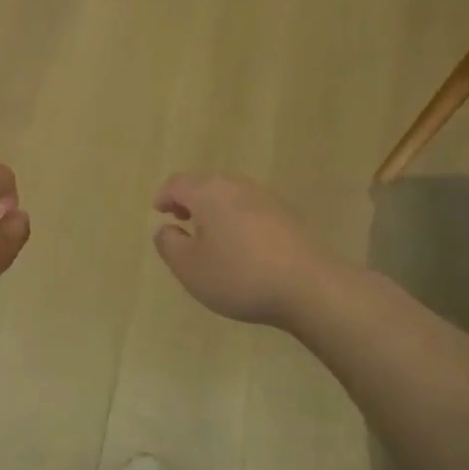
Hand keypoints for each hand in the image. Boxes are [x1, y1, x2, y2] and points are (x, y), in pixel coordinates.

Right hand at [153, 172, 332, 327]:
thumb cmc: (239, 275)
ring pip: (230, 195)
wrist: (309, 286)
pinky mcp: (287, 215)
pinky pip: (251, 208)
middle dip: (189, 199)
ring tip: (209, 235)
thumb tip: (166, 229)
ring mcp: (266, 198)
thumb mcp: (189, 268)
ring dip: (214, 209)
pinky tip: (240, 245)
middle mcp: (236, 185)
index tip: (159, 213)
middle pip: (205, 183)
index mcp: (208, 192)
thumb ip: (169, 244)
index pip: (177, 183)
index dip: (164, 196)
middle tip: (181, 221)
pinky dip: (236, 219)